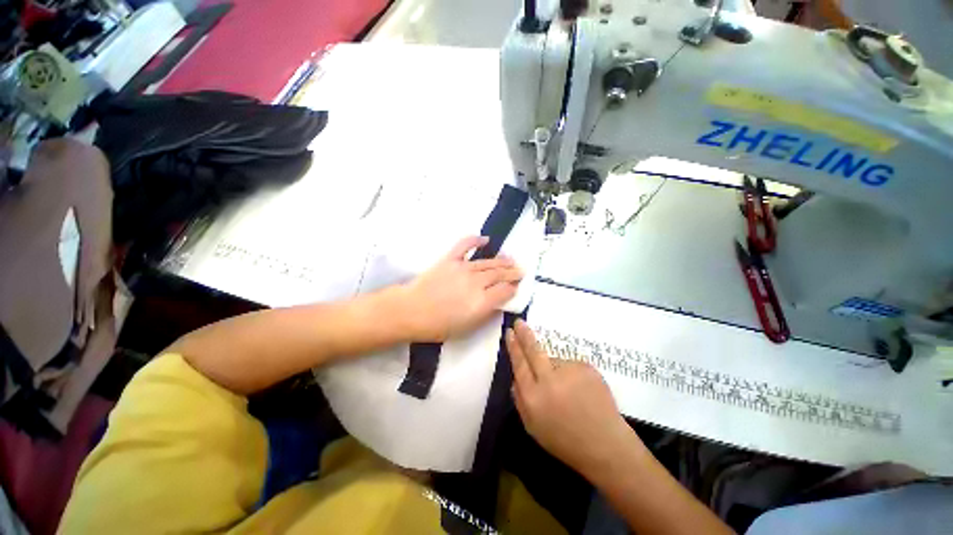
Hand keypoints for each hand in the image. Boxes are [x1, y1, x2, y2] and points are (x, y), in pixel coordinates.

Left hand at [402, 236, 522, 340]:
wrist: (410, 311)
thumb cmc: (438, 326)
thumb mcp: (466, 328)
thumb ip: (485, 315)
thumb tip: (497, 304)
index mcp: (481, 301)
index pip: (505, 291)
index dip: (513, 288)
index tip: (517, 286)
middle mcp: (476, 282)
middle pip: (499, 275)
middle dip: (512, 272)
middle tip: (520, 270)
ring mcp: (463, 268)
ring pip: (488, 262)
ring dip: (501, 261)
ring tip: (511, 259)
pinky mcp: (450, 260)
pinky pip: (465, 246)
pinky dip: (475, 240)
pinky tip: (485, 239)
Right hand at [506, 320, 645, 476]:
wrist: (605, 445)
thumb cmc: (565, 441)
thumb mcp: (533, 427)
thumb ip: (520, 400)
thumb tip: (515, 378)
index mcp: (533, 397)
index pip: (519, 364)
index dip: (513, 347)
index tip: (509, 332)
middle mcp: (549, 380)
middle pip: (533, 351)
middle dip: (524, 335)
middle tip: (519, 322)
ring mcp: (569, 371)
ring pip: (554, 361)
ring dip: (555, 370)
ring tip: (569, 392)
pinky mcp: (586, 367)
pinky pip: (571, 366)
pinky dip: (572, 375)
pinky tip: (581, 392)